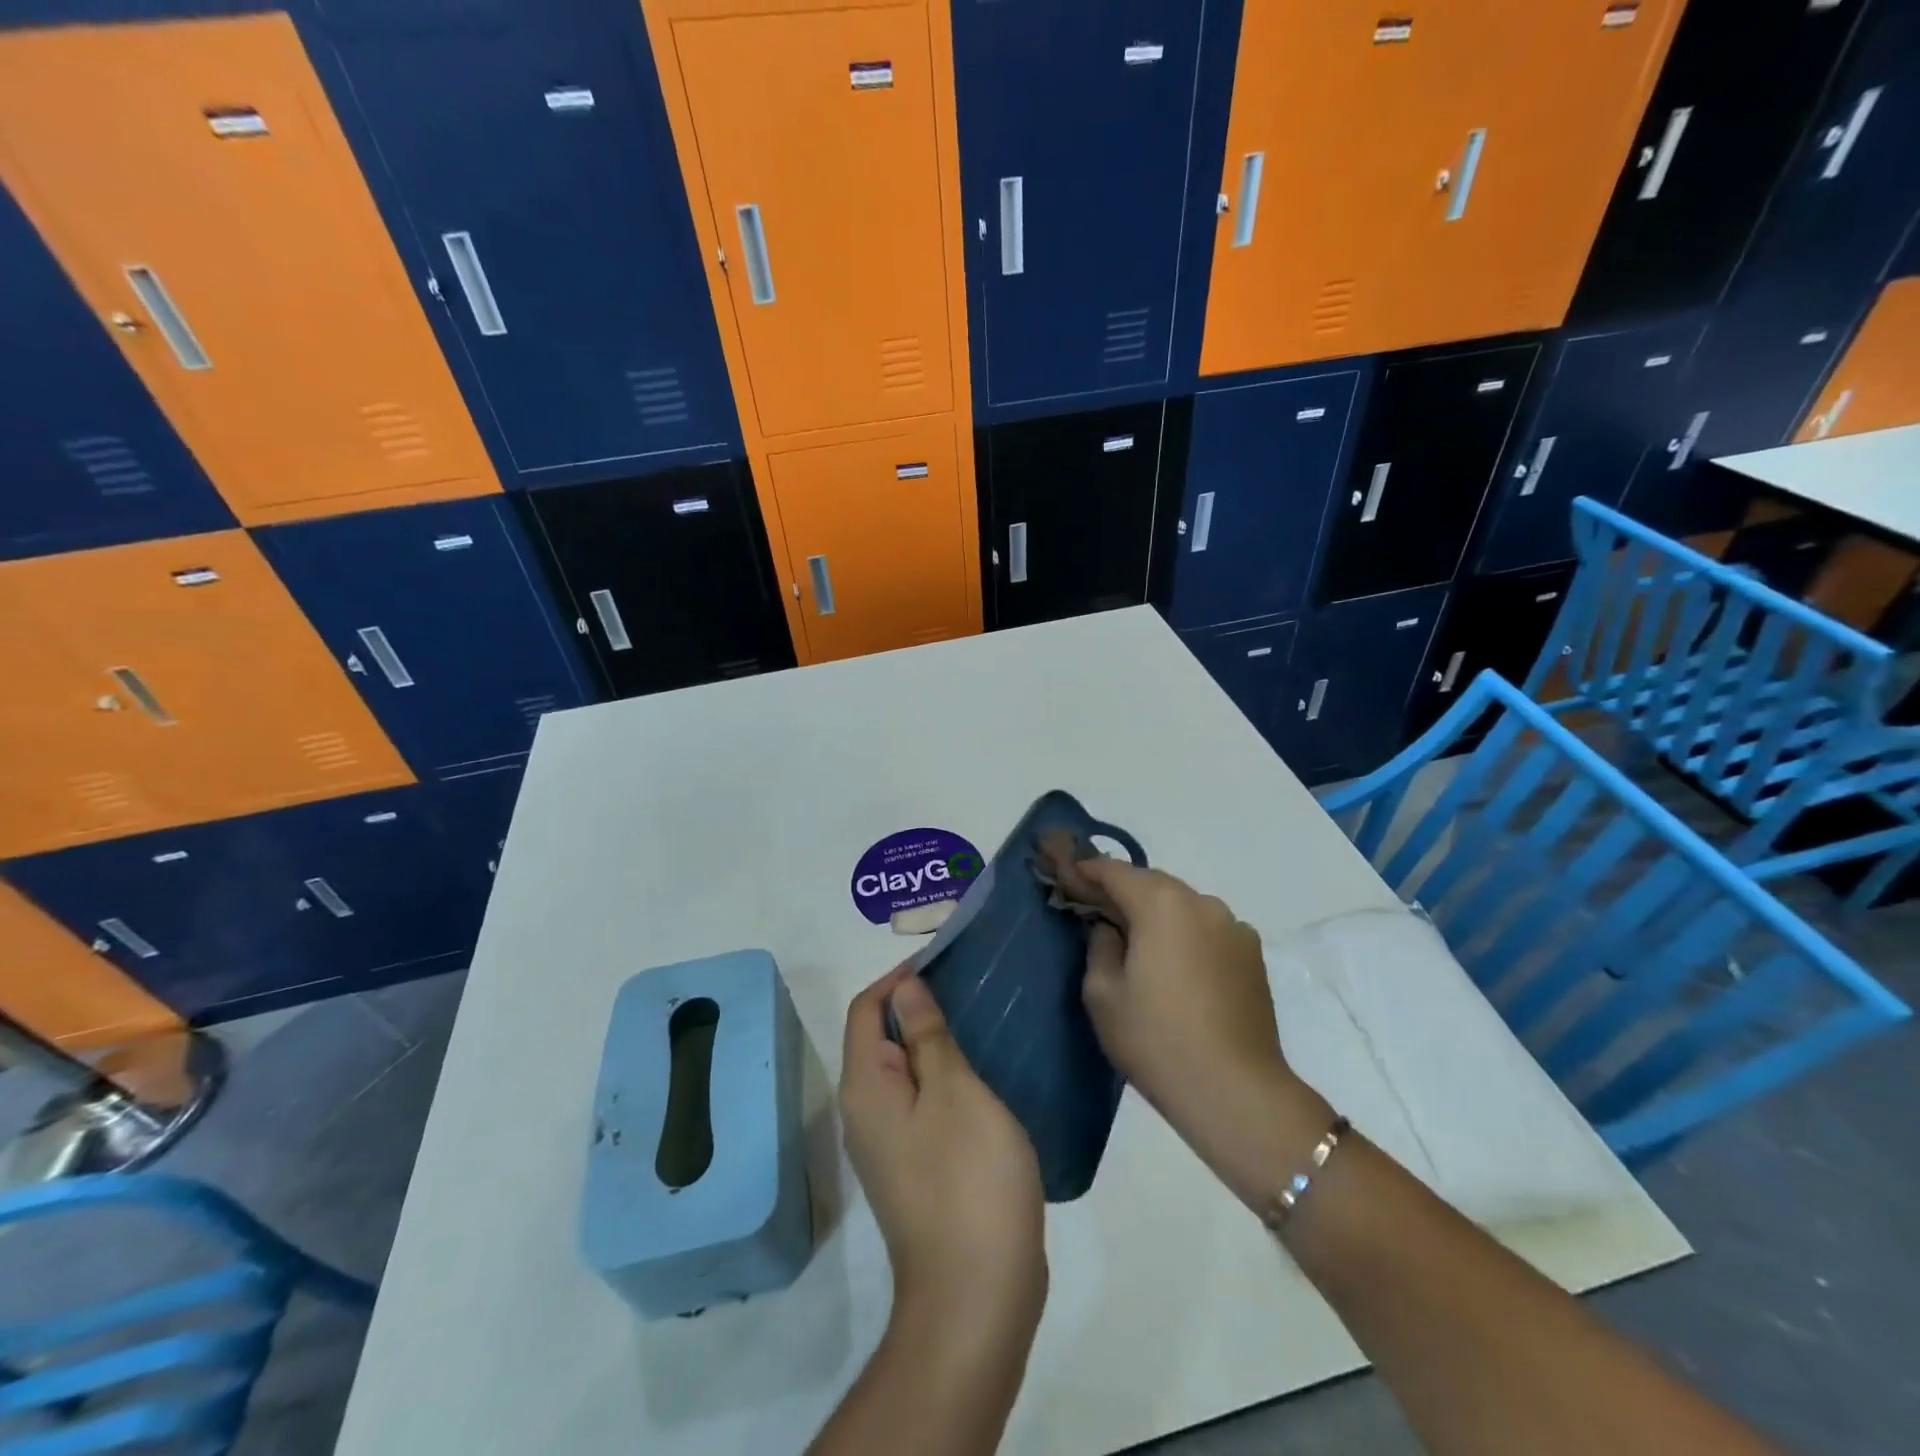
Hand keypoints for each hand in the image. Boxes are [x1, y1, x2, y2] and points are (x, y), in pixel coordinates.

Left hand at [839, 964, 1046, 1333]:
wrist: (976, 1298)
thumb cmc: (968, 1179)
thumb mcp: (954, 1091)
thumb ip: (927, 1036)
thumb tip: (904, 988)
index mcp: (865, 1088)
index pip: (865, 1009)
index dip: (897, 978)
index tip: (941, 959)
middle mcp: (865, 1113)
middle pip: (879, 1038)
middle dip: (916, 1006)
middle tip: (967, 987)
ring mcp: (888, 1146)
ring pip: (903, 1072)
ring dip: (933, 1042)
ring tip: (979, 1022)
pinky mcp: (914, 1169)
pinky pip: (920, 1104)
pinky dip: (943, 1078)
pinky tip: (982, 1076)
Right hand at [1067, 859, 1331, 1207]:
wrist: (1235, 1091)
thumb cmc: (1156, 1040)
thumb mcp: (1102, 993)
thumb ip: (1099, 945)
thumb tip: (1109, 927)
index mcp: (1161, 904)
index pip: (1115, 872)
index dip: (1087, 872)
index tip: (1067, 878)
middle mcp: (1201, 902)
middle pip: (1152, 883)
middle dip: (1122, 891)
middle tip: (1096, 910)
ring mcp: (1233, 926)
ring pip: (1183, 905)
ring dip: (1156, 912)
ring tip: (1137, 939)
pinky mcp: (1252, 954)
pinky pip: (1207, 928)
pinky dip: (1185, 933)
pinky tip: (1175, 964)